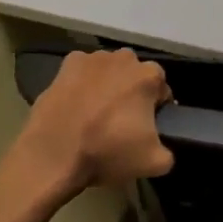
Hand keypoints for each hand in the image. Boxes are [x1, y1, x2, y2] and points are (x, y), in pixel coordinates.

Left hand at [17, 49, 174, 196]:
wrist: (53, 155)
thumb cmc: (107, 152)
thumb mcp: (153, 163)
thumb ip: (168, 151)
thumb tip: (162, 147)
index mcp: (149, 76)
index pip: (162, 90)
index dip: (156, 110)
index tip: (145, 128)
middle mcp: (125, 58)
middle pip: (136, 76)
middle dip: (132, 93)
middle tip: (121, 122)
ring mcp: (93, 58)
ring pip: (110, 71)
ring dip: (108, 85)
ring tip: (95, 114)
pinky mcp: (67, 64)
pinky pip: (83, 71)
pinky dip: (83, 83)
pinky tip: (76, 104)